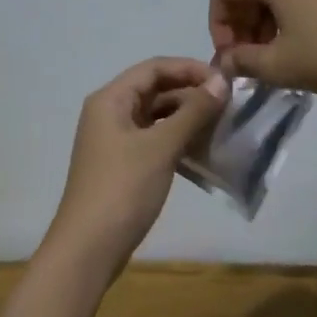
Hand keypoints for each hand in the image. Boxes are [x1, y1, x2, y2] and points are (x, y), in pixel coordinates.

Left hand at [45, 57, 229, 282]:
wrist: (88, 249)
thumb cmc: (123, 189)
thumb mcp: (161, 147)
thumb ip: (192, 112)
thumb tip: (221, 82)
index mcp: (111, 99)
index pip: (154, 68)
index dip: (189, 68)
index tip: (224, 81)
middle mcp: (110, 112)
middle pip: (155, 89)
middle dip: (191, 93)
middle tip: (228, 105)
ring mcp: (115, 140)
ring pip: (156, 116)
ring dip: (187, 118)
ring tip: (221, 126)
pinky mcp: (123, 164)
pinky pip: (154, 139)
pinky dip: (177, 140)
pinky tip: (202, 151)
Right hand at [208, 0, 316, 99]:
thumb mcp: (281, 66)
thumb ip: (243, 61)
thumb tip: (226, 61)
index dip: (217, 24)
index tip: (231, 57)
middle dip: (241, 25)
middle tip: (250, 62)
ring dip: (264, 23)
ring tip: (277, 59)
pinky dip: (288, 16)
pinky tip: (303, 47)